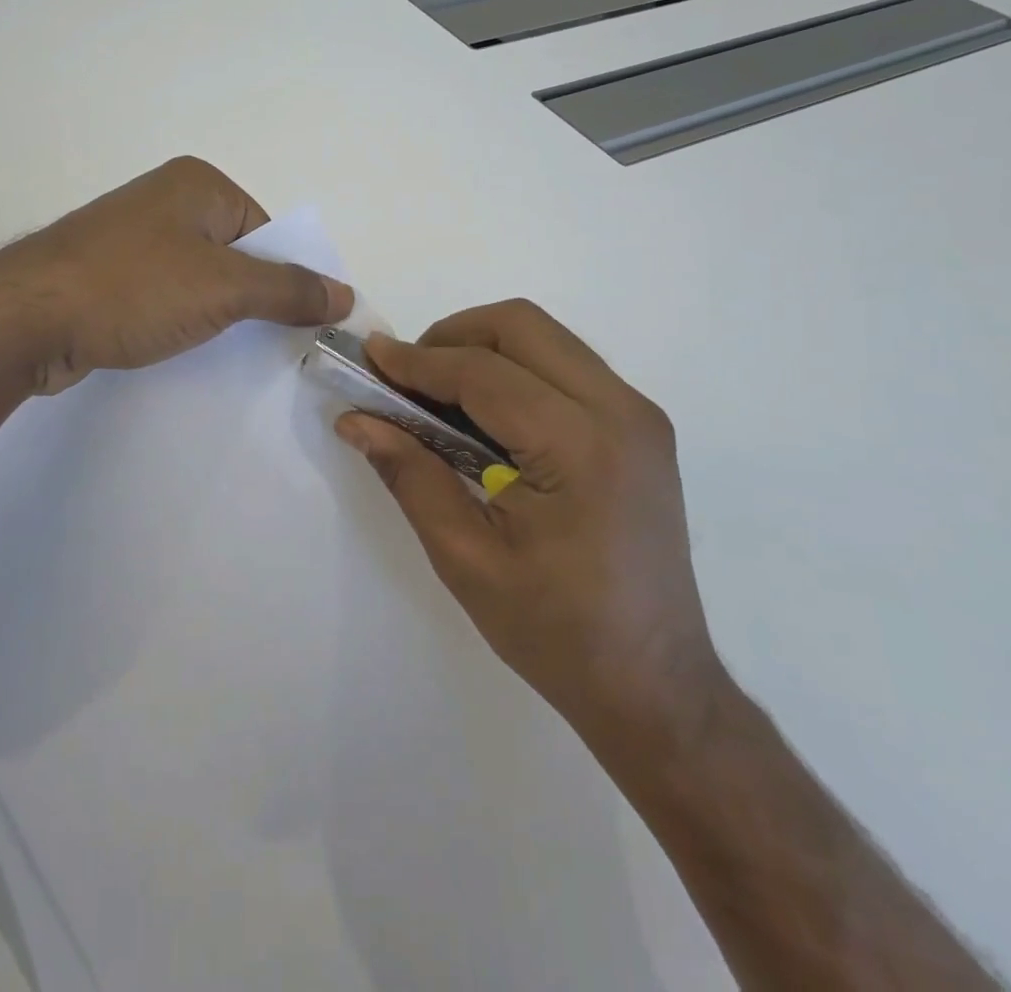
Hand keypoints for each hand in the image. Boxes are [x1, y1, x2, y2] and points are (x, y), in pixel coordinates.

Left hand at [0, 156, 352, 392]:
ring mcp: (131, 237)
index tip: (295, 326)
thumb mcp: (224, 289)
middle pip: (236, 255)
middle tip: (267, 347)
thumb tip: (345, 295)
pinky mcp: (107, 274)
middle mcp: (165, 201)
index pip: (268, 233)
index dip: (287, 279)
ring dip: (215, 315)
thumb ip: (289, 291)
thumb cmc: (133, 288)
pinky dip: (178, 321)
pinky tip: (176, 348)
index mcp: (199, 185)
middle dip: (252, 300)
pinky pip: (163, 296)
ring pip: (198, 279)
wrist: (24, 318)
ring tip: (221, 352)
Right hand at [334, 301, 724, 768]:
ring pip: (547, 337)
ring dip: (484, 348)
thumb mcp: (465, 557)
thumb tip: (355, 419)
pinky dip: (516, 369)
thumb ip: (409, 474)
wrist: (655, 684)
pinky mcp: (640, 427)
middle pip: (522, 325)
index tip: (368, 356)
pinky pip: (566, 365)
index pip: (483, 373)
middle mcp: (621, 412)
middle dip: (453, 336)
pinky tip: (485, 416)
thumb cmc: (556, 631)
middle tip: (408, 378)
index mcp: (579, 447)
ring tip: (439, 394)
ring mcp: (639, 415)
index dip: (417, 360)